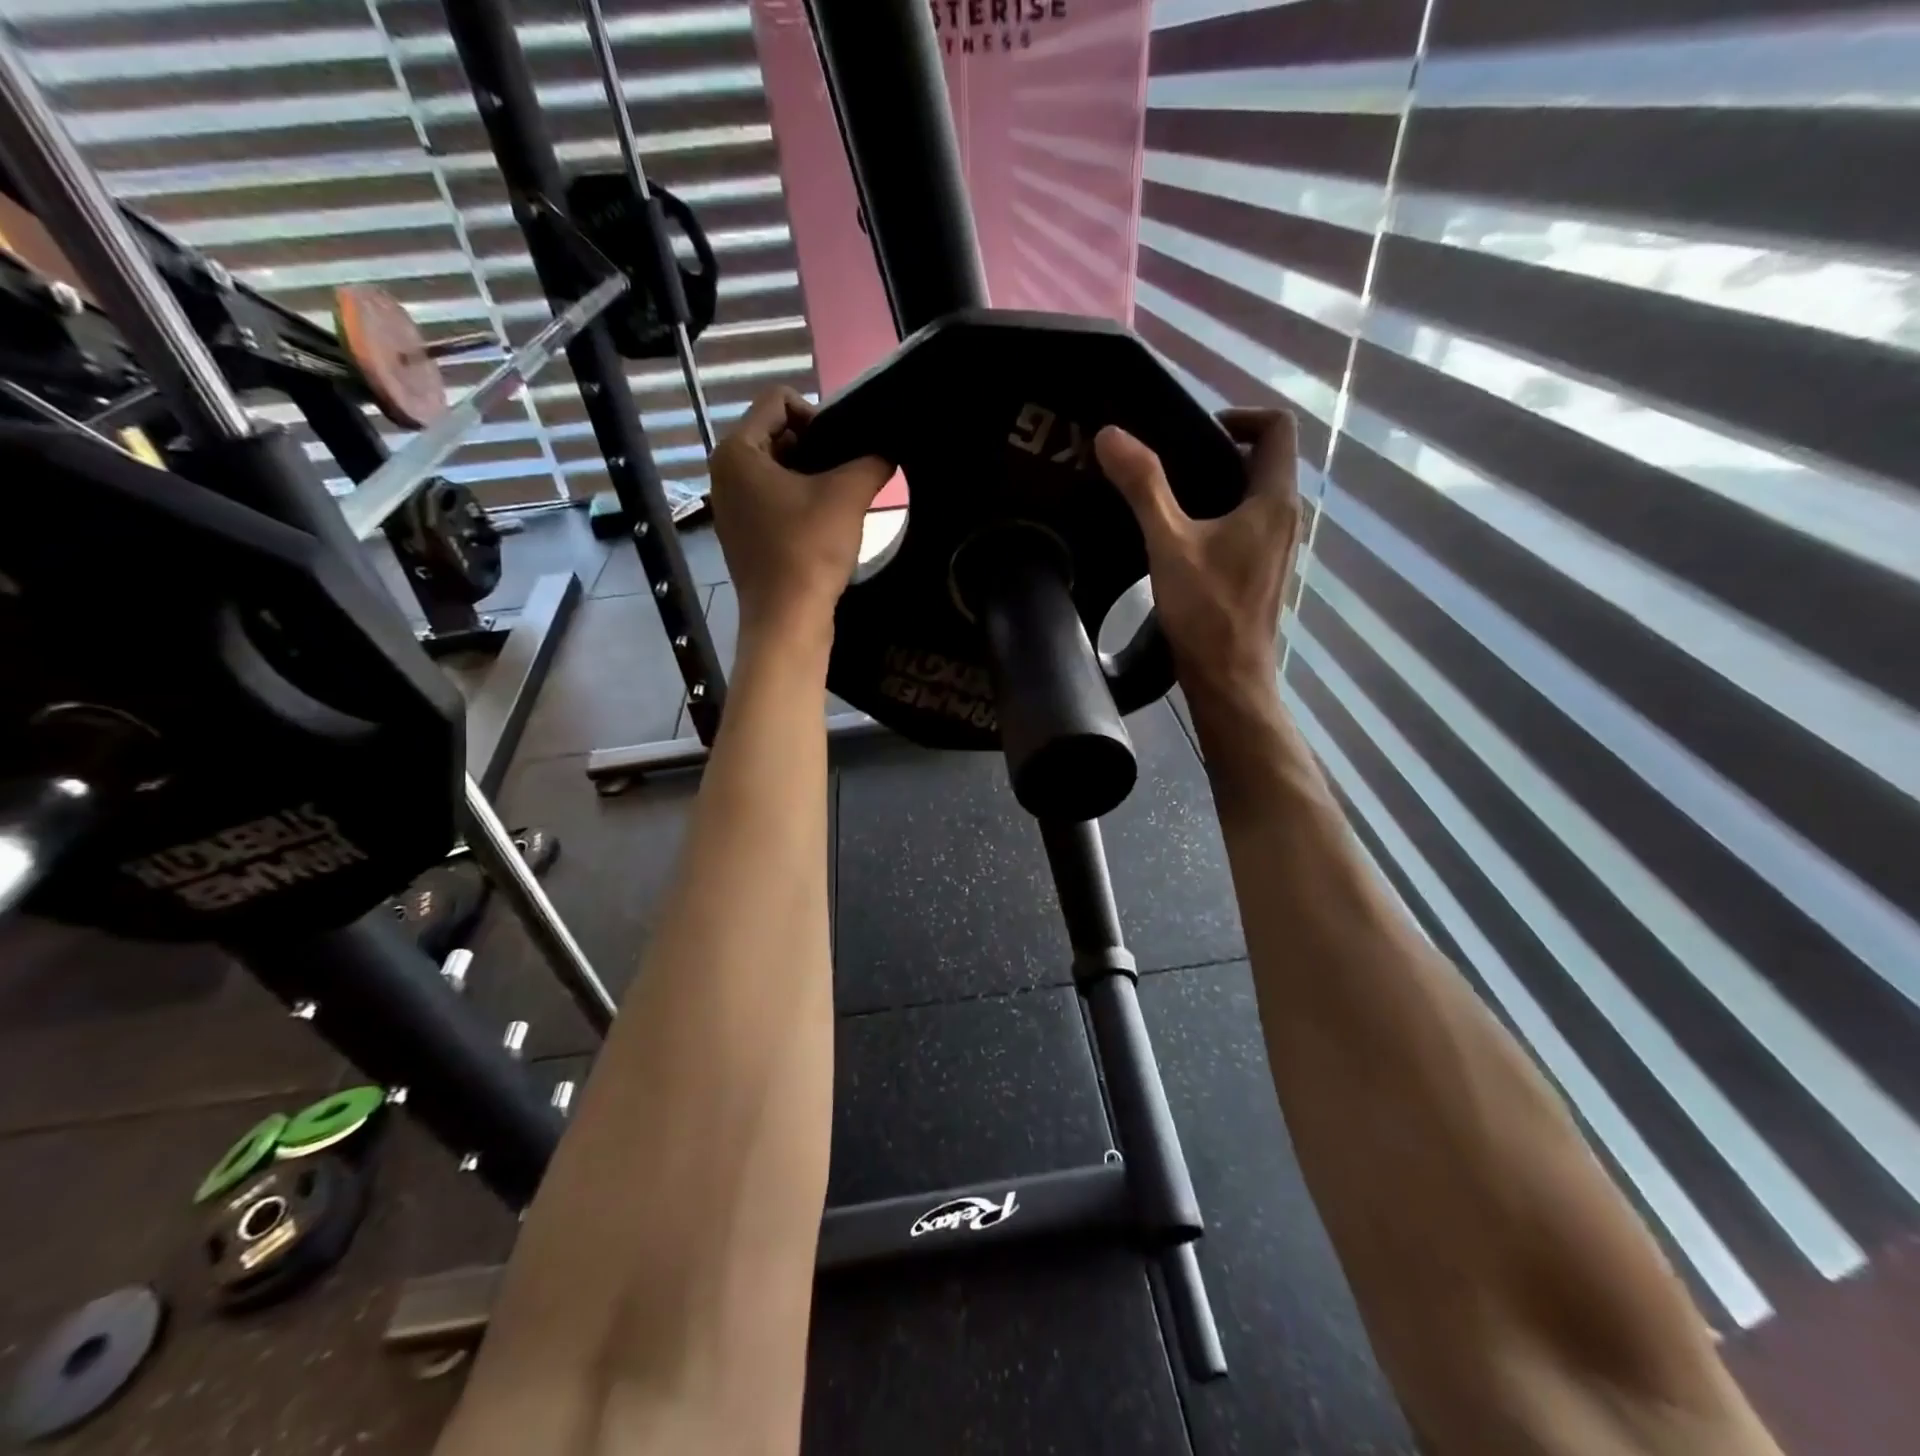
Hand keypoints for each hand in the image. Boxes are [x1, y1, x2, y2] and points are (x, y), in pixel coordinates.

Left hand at [709, 388, 891, 642]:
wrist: (787, 619)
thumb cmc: (809, 549)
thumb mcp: (848, 495)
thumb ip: (871, 461)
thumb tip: (886, 452)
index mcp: (737, 451)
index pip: (778, 401)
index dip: (818, 415)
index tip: (843, 449)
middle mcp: (724, 473)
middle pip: (777, 435)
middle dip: (817, 448)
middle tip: (848, 474)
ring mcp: (730, 507)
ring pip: (777, 471)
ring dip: (811, 478)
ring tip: (841, 501)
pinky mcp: (742, 536)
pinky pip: (772, 501)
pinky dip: (799, 504)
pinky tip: (824, 526)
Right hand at [1094, 408, 1300, 713]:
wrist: (1229, 678)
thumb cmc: (1206, 611)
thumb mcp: (1169, 543)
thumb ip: (1143, 487)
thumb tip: (1111, 434)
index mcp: (1274, 500)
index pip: (1276, 427)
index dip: (1238, 415)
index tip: (1192, 431)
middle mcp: (1286, 517)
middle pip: (1263, 460)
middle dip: (1219, 450)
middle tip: (1167, 462)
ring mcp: (1278, 547)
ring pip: (1254, 495)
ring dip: (1217, 485)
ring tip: (1166, 496)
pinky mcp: (1262, 571)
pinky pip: (1246, 525)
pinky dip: (1219, 516)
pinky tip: (1180, 537)